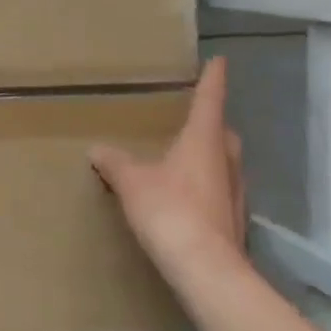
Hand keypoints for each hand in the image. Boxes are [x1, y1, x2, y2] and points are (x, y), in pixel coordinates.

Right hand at [89, 58, 250, 283]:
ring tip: (184, 158)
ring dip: (210, 157)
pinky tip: (186, 197)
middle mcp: (226, 162)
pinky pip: (219, 191)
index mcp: (203, 142)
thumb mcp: (131, 181)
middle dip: (212, 123)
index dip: (213, 80)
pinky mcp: (232, 221)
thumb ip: (115, 162)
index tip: (219, 61)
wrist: (205, 269)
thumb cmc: (169, 210)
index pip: (210, 101)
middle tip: (194, 118)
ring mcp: (234, 193)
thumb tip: (97, 149)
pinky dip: (205, 186)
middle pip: (224, 134)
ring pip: (225, 164)